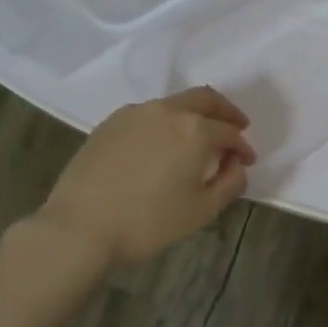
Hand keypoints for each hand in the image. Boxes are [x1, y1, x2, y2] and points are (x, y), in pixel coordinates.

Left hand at [38, 87, 255, 268]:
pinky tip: (162, 145)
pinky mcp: (110, 122)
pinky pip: (148, 114)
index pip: (229, 132)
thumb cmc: (148, 222)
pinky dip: (166, 123)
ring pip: (175, 104)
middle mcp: (168, 111)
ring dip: (194, 116)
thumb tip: (237, 166)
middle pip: (205, 99)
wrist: (80, 227)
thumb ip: (230, 183)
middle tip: (235, 127)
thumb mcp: (202, 211)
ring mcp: (135, 113)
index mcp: (195, 130)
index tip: (247, 160)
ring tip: (197, 139)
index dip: (243, 146)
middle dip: (225, 112)